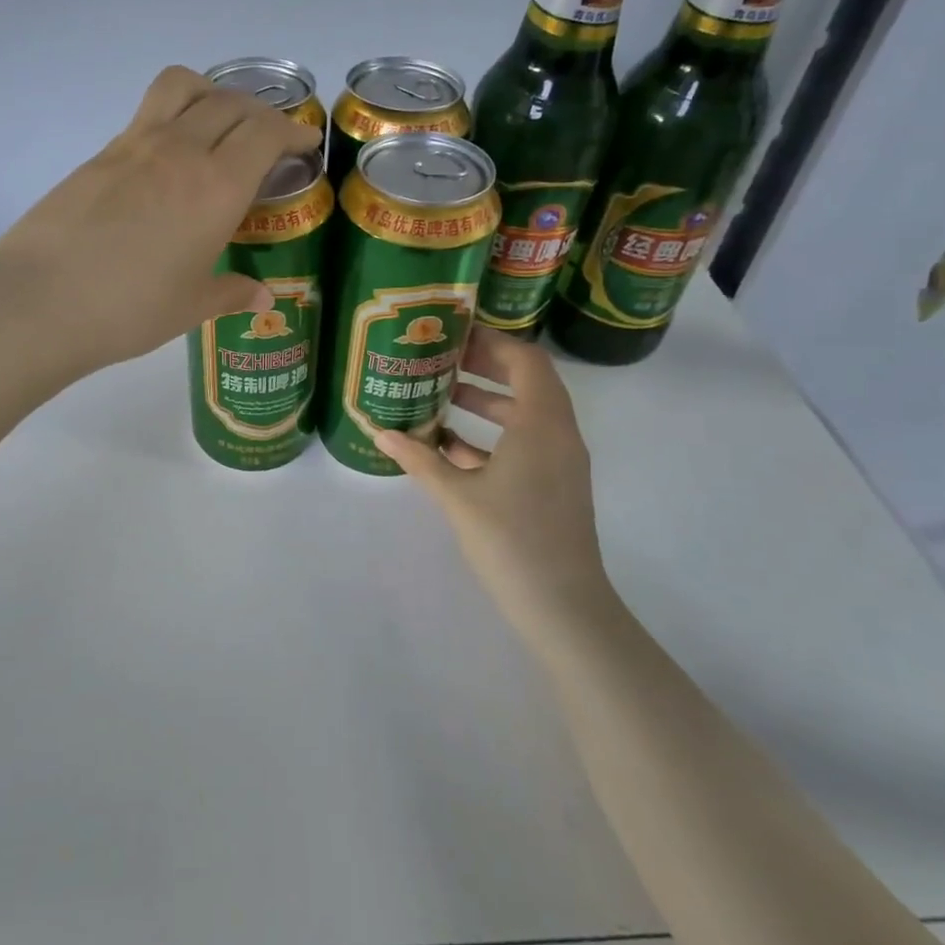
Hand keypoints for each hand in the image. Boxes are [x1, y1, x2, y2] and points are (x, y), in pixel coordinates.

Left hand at [0, 64, 320, 379]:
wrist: (39, 301)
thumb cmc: (128, 310)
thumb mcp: (190, 307)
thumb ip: (231, 292)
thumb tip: (262, 297)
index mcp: (216, 186)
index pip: (266, 132)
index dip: (293, 131)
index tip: (304, 143)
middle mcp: (180, 151)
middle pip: (232, 103)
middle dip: (261, 113)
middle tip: (269, 139)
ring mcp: (135, 144)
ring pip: (184, 86)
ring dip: (214, 94)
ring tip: (218, 123)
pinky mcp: (101, 153)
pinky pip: (149, 112)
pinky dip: (175, 115)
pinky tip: (169, 158)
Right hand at [375, 329, 609, 641]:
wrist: (564, 608)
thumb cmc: (512, 541)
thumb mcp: (457, 496)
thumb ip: (419, 460)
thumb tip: (380, 432)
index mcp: (541, 424)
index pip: (525, 360)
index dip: (493, 341)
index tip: (453, 336)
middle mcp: (558, 433)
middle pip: (527, 381)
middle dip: (484, 367)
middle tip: (441, 360)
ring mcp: (560, 461)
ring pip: (525, 414)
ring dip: (486, 401)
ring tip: (440, 396)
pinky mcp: (554, 485)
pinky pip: (525, 443)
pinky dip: (492, 435)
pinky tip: (450, 446)